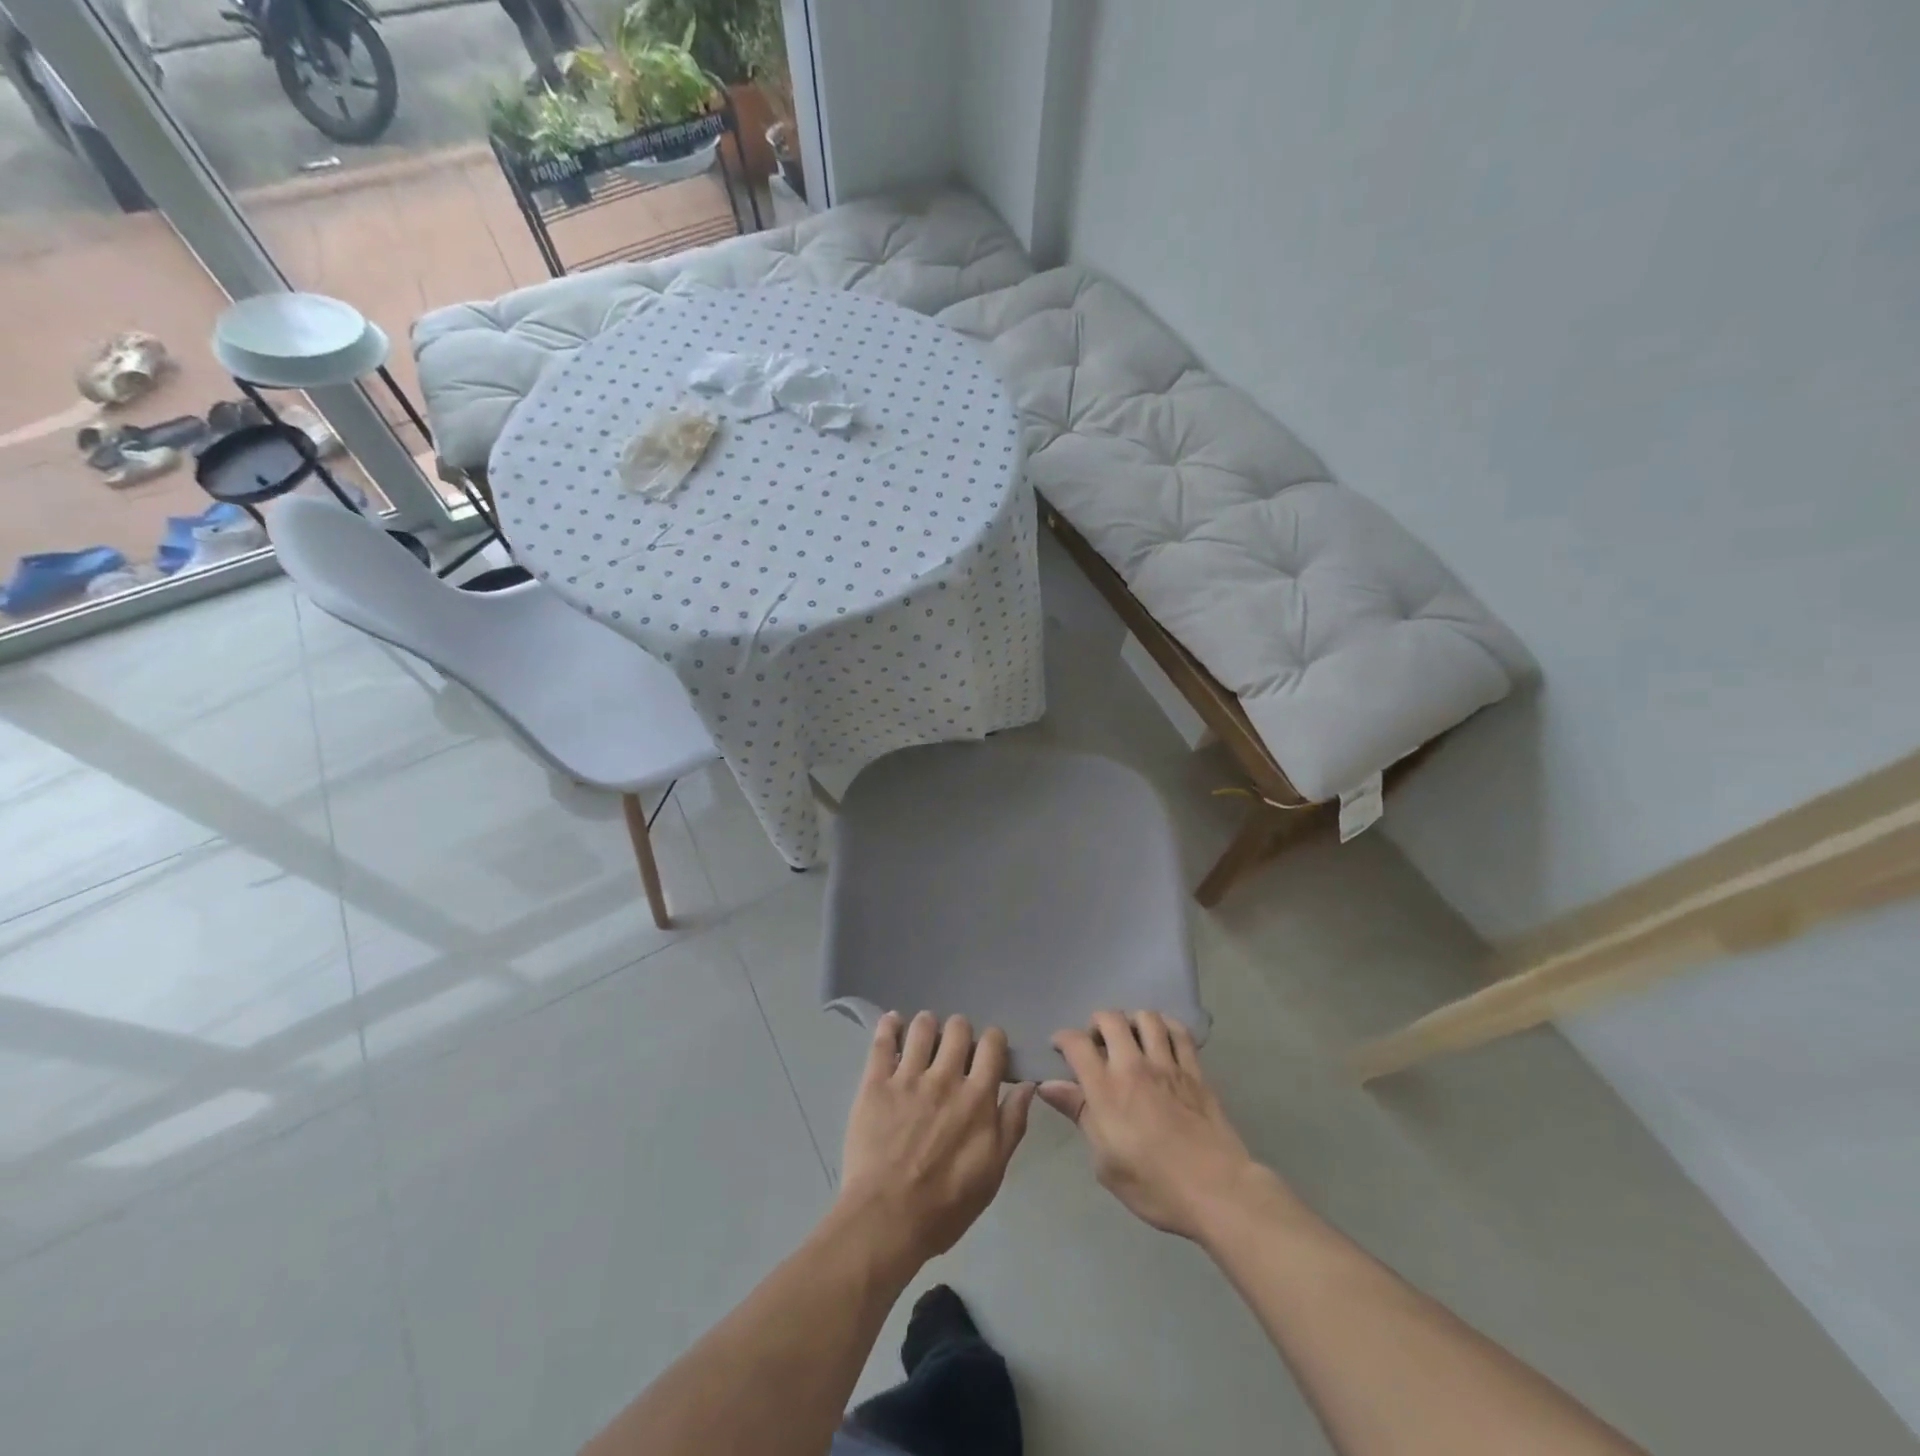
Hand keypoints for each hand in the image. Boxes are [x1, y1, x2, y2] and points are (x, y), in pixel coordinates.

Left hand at [837, 1011, 1036, 1270]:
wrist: (886, 1219)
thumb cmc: (946, 1204)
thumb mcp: (993, 1171)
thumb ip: (1012, 1123)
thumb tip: (1027, 1085)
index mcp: (977, 1097)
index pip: (992, 1043)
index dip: (992, 1041)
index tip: (987, 1052)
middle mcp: (945, 1077)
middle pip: (958, 1027)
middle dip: (959, 1032)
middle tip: (953, 1050)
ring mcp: (907, 1077)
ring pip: (922, 1026)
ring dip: (927, 1026)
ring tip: (923, 1038)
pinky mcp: (875, 1082)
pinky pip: (882, 1040)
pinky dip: (889, 1025)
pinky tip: (893, 1024)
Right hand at [1040, 1010, 1265, 1240]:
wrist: (1216, 1191)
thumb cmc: (1153, 1185)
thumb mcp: (1105, 1162)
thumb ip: (1079, 1114)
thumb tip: (1049, 1086)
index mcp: (1106, 1089)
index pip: (1076, 1044)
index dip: (1062, 1038)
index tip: (1059, 1047)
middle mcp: (1134, 1066)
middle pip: (1110, 1019)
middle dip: (1097, 1023)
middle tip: (1097, 1043)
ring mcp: (1168, 1065)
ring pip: (1146, 1018)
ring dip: (1132, 1021)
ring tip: (1130, 1038)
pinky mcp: (1195, 1071)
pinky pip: (1180, 1033)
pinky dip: (1167, 1027)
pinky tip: (1163, 1039)